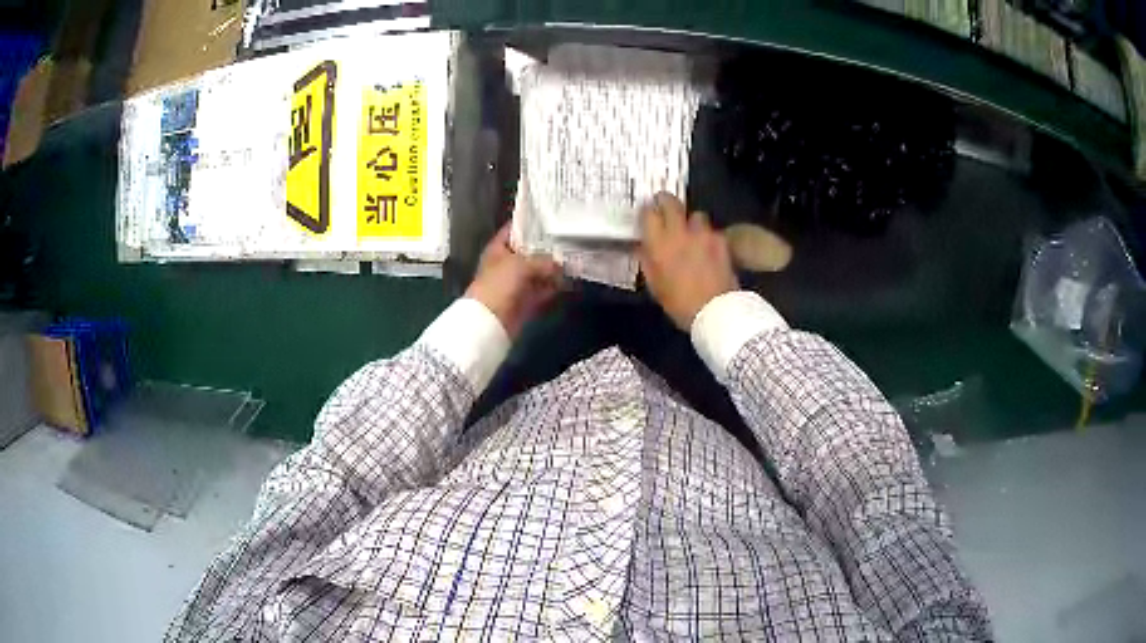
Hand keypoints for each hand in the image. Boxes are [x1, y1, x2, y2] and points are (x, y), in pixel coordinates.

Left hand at [466, 224, 562, 337]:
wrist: (490, 320)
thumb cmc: (500, 284)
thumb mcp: (521, 265)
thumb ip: (543, 261)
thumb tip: (560, 265)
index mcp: (498, 249)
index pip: (514, 230)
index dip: (529, 223)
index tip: (550, 216)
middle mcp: (507, 263)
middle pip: (529, 251)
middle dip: (547, 248)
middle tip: (569, 239)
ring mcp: (516, 283)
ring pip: (538, 272)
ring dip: (553, 269)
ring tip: (574, 259)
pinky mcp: (525, 300)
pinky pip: (542, 290)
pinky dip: (554, 287)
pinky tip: (569, 281)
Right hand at [638, 192, 738, 330]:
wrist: (716, 311)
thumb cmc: (679, 303)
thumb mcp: (655, 285)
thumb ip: (647, 261)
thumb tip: (641, 246)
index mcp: (659, 244)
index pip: (648, 213)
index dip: (646, 211)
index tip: (646, 214)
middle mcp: (680, 233)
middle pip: (671, 202)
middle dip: (665, 201)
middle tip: (663, 206)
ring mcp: (703, 234)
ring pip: (695, 215)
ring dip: (691, 221)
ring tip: (691, 233)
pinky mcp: (721, 241)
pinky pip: (711, 231)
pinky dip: (707, 236)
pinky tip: (707, 249)